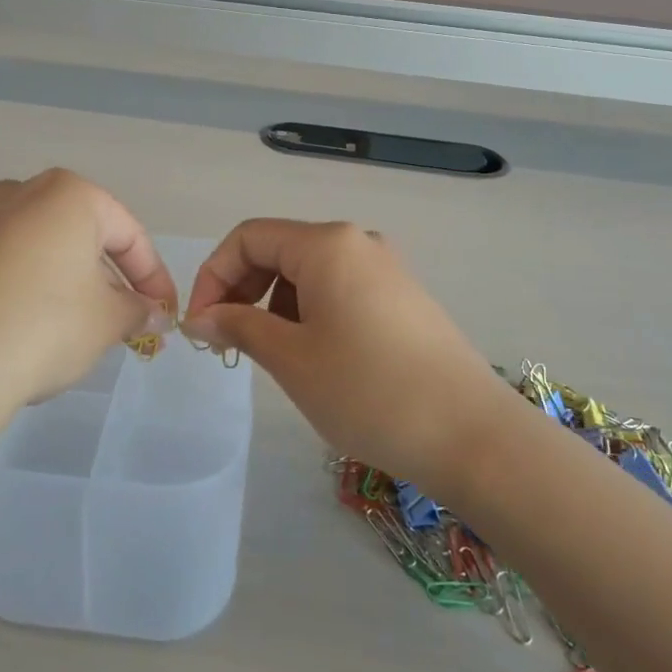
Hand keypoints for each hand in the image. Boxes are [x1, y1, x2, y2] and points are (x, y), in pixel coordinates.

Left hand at [0, 170, 176, 461]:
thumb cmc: (40, 327)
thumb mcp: (105, 322)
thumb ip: (136, 311)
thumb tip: (152, 313)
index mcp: (67, 194)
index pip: (129, 234)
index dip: (154, 278)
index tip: (163, 316)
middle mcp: (18, 194)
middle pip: (81, 238)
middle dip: (107, 281)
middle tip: (121, 325)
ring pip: (38, 254)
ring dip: (64, 289)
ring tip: (72, 336)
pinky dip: (22, 297)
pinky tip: (21, 338)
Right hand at [182, 221, 515, 493]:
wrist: (470, 434)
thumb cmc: (368, 390)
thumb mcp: (291, 358)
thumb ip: (239, 327)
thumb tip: (201, 317)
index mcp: (326, 244)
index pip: (249, 238)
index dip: (213, 276)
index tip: (201, 328)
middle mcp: (357, 242)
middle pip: (279, 250)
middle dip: (243, 291)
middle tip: (229, 344)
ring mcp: (386, 268)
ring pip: (309, 273)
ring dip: (275, 306)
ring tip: (275, 358)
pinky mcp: (403, 297)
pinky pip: (340, 290)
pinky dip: (311, 314)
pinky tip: (316, 358)